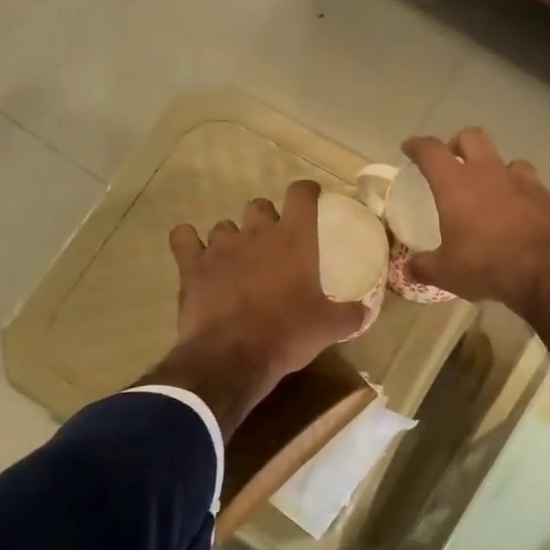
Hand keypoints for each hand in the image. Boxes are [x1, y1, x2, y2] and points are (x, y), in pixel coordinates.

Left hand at [153, 180, 365, 435]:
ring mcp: (221, 247)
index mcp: (294, 240)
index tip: (311, 198)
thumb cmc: (287, 335)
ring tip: (236, 258)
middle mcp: (256, 233)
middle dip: (265, 219)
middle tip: (271, 242)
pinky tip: (193, 252)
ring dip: (231, 237)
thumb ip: (350, 315)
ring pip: (224, 226)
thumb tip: (365, 312)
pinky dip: (188, 242)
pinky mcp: (191, 265)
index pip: (301, 195)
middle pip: (259, 206)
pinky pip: (183, 238)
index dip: (306, 192)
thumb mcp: (329, 328)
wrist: (234, 356)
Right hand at [400, 129, 549, 348]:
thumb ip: (424, 266)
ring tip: (493, 192)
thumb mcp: (446, 273)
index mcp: (456, 184)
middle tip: (453, 162)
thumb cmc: (486, 265)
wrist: (548, 272)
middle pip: (472, 138)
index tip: (410, 147)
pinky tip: (523, 218)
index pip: (431, 151)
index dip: (417, 146)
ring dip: (497, 171)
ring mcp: (525, 182)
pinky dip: (524, 198)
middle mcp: (490, 173)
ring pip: (508, 162)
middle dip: (459, 144)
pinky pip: (535, 190)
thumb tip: (410, 268)